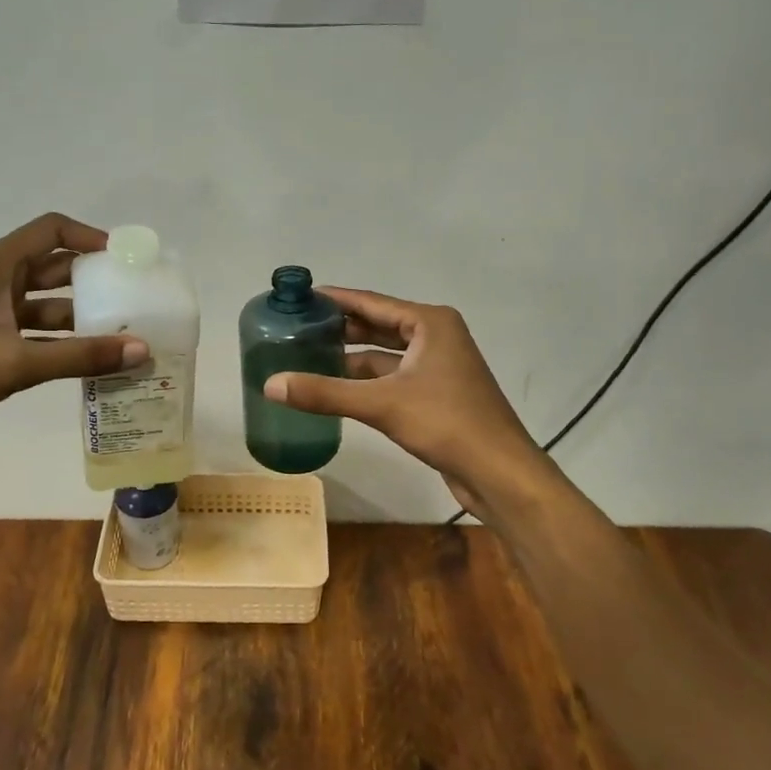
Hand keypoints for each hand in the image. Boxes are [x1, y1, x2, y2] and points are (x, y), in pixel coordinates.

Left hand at [0, 214, 148, 455]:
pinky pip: (33, 332)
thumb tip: (141, 350)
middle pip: (54, 267)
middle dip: (94, 281)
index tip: (126, 260)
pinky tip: (90, 361)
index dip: (91, 237)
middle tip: (135, 300)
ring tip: (123, 335)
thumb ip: (80, 356)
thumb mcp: (15, 362)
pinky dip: (60, 342)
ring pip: (45, 304)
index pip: (52, 230)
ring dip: (80, 317)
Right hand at [262, 288, 546, 516]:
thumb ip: (325, 393)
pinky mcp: (437, 396)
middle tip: (297, 329)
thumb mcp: (382, 404)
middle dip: (340, 329)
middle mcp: (436, 337)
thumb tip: (270, 384)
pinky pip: (392, 380)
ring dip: (351, 359)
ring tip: (307, 358)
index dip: (335, 299)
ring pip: (385, 357)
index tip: (300, 297)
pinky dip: (366, 383)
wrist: (500, 472)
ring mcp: (438, 368)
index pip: (372, 302)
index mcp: (430, 323)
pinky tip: (336, 391)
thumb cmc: (446, 423)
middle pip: (378, 326)